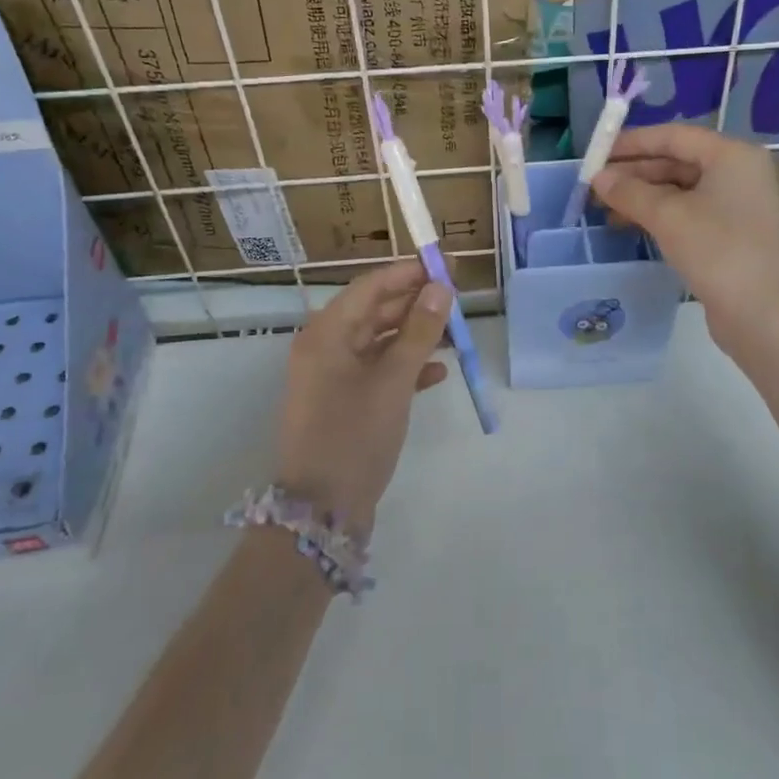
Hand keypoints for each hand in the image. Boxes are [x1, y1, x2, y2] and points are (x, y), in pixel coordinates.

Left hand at [273, 260, 450, 538]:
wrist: (322, 511)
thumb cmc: (354, 436)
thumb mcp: (393, 381)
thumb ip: (419, 332)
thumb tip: (440, 288)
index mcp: (326, 334)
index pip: (370, 287)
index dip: (408, 274)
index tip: (446, 267)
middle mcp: (325, 348)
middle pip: (375, 312)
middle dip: (415, 304)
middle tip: (457, 297)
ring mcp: (333, 377)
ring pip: (380, 342)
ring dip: (415, 336)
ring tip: (455, 333)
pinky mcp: (345, 402)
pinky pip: (378, 371)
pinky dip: (406, 368)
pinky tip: (438, 373)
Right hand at [591, 123, 778, 353]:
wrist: (763, 314)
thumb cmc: (717, 250)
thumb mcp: (667, 216)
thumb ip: (629, 192)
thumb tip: (598, 178)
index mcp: (731, 155)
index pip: (673, 136)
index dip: (632, 142)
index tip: (597, 154)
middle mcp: (738, 173)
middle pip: (677, 161)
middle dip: (634, 173)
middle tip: (595, 186)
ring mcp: (736, 205)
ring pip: (680, 190)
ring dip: (642, 197)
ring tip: (604, 210)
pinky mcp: (730, 235)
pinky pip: (687, 213)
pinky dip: (658, 216)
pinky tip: (629, 226)